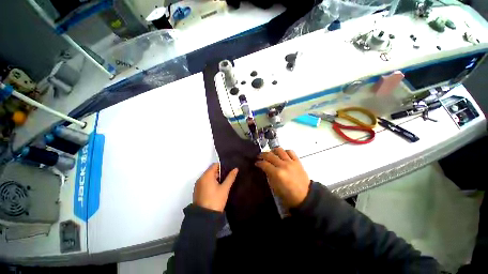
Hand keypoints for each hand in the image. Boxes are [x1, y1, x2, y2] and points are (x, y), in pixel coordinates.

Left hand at [193, 163, 238, 211]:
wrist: (204, 218)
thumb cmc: (216, 200)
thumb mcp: (225, 188)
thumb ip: (230, 177)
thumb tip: (236, 169)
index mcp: (207, 176)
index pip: (214, 165)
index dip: (222, 166)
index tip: (228, 170)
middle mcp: (200, 178)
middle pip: (211, 170)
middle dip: (219, 173)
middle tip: (227, 178)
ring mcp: (198, 185)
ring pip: (208, 177)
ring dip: (215, 178)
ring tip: (223, 183)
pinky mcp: (197, 191)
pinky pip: (205, 183)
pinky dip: (210, 183)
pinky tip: (217, 189)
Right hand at [255, 148, 309, 207]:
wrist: (305, 196)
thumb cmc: (288, 195)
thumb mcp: (275, 188)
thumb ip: (269, 176)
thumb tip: (265, 168)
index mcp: (277, 174)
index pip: (264, 164)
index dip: (258, 163)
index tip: (256, 163)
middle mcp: (283, 165)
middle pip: (270, 155)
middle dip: (262, 155)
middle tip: (259, 156)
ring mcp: (291, 162)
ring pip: (279, 150)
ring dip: (273, 150)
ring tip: (270, 153)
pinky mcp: (298, 161)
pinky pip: (290, 151)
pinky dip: (284, 151)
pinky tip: (282, 154)